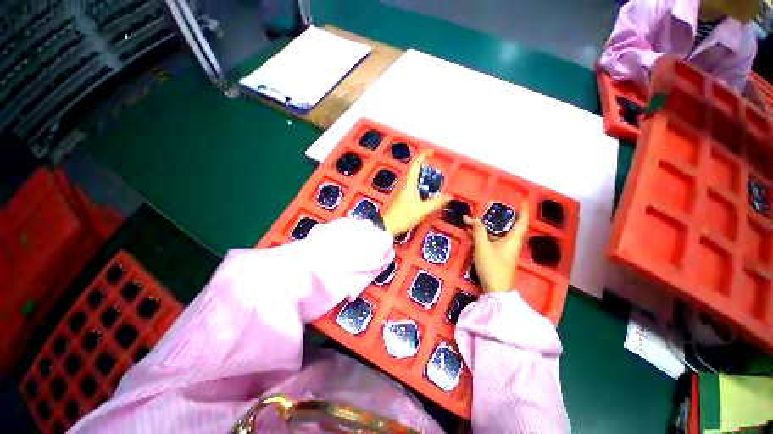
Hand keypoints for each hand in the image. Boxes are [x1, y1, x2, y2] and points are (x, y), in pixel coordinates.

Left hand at [382, 150, 450, 236]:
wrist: (388, 226)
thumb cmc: (404, 216)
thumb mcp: (423, 210)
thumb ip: (436, 202)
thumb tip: (449, 196)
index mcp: (409, 184)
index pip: (416, 165)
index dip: (423, 156)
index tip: (431, 152)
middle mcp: (405, 185)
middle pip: (415, 171)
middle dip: (425, 167)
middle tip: (437, 170)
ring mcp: (403, 191)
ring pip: (414, 180)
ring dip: (423, 177)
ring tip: (435, 181)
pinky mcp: (402, 198)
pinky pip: (413, 187)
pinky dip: (421, 186)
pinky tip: (427, 193)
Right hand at [463, 201, 528, 293]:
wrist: (495, 288)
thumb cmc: (492, 266)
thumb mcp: (482, 247)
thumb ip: (478, 231)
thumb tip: (474, 219)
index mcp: (513, 239)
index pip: (522, 221)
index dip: (523, 209)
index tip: (522, 199)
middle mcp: (512, 242)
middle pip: (509, 225)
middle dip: (501, 216)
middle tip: (493, 207)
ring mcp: (506, 249)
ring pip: (498, 233)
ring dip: (487, 226)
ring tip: (474, 219)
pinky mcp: (499, 254)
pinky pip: (493, 240)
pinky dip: (484, 234)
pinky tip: (473, 232)